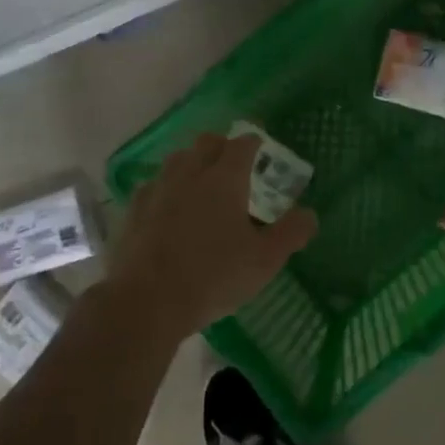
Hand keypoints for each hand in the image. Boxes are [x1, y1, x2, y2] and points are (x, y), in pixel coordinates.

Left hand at [106, 133, 316, 342]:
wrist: (146, 302)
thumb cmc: (213, 277)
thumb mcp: (264, 261)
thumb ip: (291, 233)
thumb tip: (310, 214)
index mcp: (225, 178)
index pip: (243, 144)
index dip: (255, 142)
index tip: (262, 147)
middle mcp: (190, 173)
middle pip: (207, 142)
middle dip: (223, 146)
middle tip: (234, 165)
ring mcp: (158, 189)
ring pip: (177, 159)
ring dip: (193, 162)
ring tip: (203, 183)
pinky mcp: (134, 210)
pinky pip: (153, 185)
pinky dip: (167, 188)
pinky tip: (169, 207)